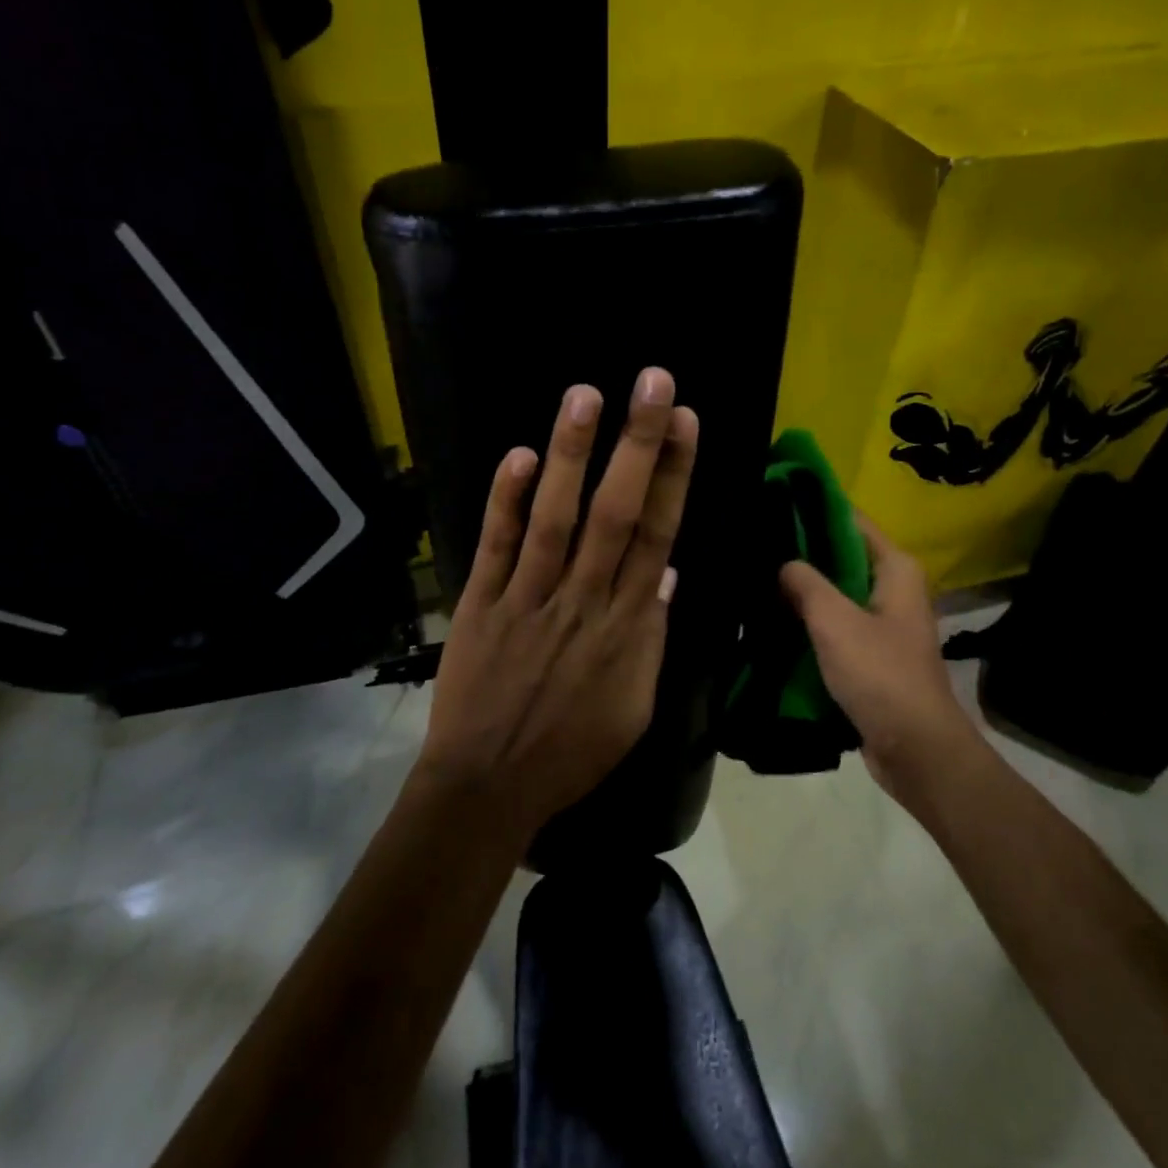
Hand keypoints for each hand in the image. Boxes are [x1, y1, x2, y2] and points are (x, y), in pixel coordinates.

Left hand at [416, 369, 698, 839]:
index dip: (674, 476)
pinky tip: (521, 456)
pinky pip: (496, 545)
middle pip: (616, 512)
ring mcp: (528, 598)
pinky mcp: (481, 603)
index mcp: (627, 627)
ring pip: (556, 518)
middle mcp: (583, 600)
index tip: (686, 423)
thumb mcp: (634, 707)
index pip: (657, 536)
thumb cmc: (571, 751)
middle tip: (653, 382)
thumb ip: (652, 637)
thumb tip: (666, 574)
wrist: (489, 785)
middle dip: (639, 444)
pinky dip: (507, 500)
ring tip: (586, 395)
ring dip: (572, 455)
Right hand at [778, 511, 977, 803]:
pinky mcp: (872, 654)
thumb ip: (806, 584)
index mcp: (896, 570)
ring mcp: (883, 623)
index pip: (851, 521)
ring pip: (836, 594)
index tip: (773, 505)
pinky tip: (775, 621)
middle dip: (803, 553)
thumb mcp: (835, 622)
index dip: (815, 510)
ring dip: (804, 591)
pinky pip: (836, 625)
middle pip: (842, 557)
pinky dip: (810, 622)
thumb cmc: (880, 675)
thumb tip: (784, 564)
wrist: (914, 747)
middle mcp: (894, 590)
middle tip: (756, 546)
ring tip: (757, 579)